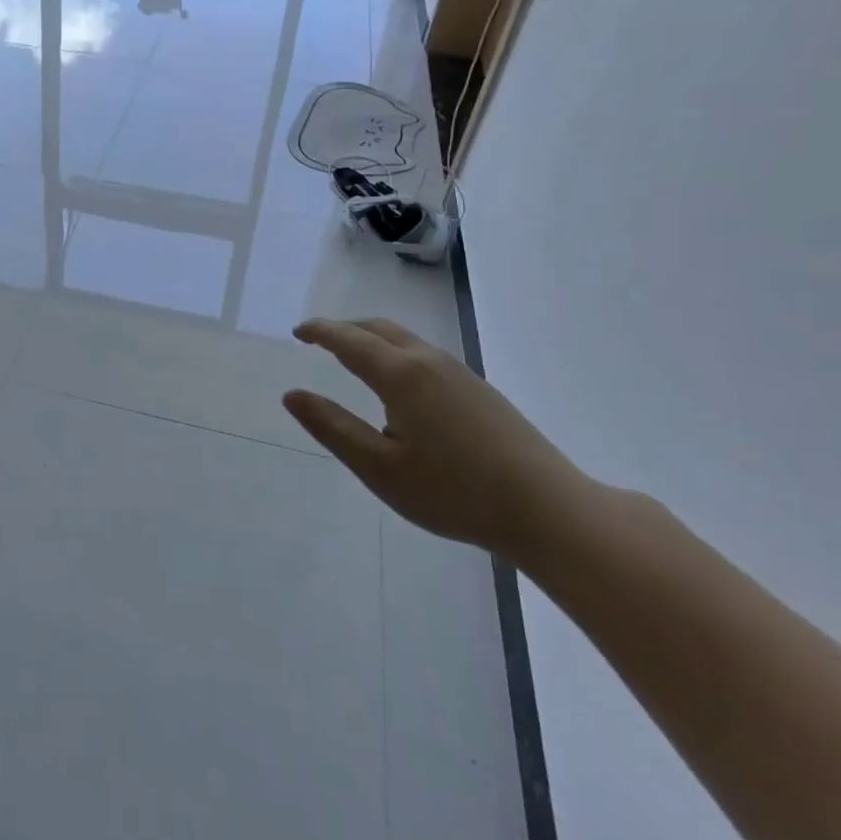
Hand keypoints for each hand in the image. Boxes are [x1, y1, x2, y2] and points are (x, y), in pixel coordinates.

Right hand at [282, 318, 598, 563]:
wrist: (548, 510)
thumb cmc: (453, 491)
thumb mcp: (378, 467)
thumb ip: (332, 427)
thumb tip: (292, 395)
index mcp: (401, 375)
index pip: (349, 341)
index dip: (320, 332)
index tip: (297, 332)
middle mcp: (430, 362)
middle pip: (380, 329)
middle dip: (345, 328)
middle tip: (318, 338)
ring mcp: (460, 374)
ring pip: (406, 341)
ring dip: (372, 339)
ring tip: (352, 356)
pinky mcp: (480, 391)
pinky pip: (426, 356)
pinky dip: (396, 353)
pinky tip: (398, 385)